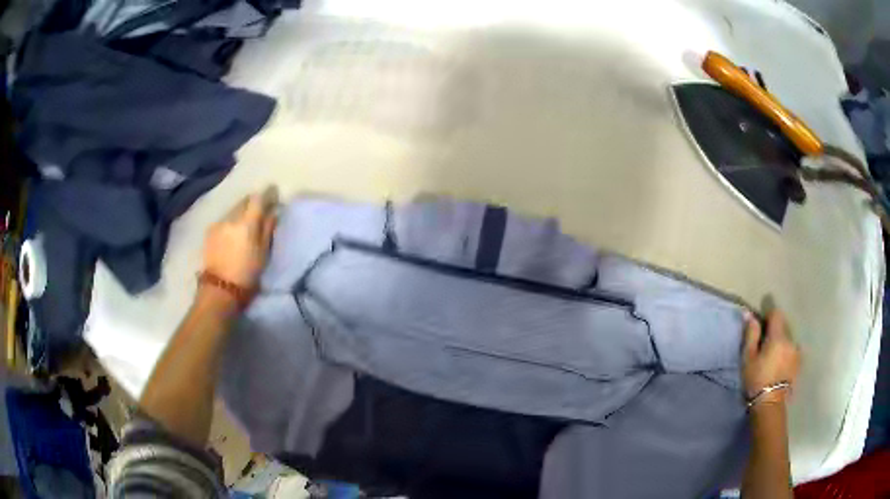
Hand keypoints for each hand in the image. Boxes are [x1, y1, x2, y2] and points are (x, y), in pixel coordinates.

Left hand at [202, 187, 277, 291]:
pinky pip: (224, 219)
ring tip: (245, 223)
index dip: (267, 193)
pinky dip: (231, 221)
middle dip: (253, 202)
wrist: (219, 290)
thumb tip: (274, 211)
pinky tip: (232, 233)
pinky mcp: (209, 231)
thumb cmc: (247, 274)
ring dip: (241, 212)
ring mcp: (218, 223)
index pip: (258, 198)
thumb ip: (268, 229)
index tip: (273, 193)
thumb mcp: (263, 253)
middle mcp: (231, 217)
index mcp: (246, 223)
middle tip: (260, 209)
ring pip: (233, 209)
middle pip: (244, 201)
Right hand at [742, 309, 800, 405]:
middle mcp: (791, 339)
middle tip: (765, 346)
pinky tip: (781, 364)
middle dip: (775, 332)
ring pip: (788, 339)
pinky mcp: (799, 362)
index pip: (776, 314)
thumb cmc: (756, 380)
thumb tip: (749, 314)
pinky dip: (788, 352)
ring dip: (782, 343)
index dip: (768, 317)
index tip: (761, 328)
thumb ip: (751, 334)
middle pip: (783, 326)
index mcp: (778, 336)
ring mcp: (797, 351)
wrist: (770, 404)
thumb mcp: (748, 358)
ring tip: (773, 358)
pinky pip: (793, 350)